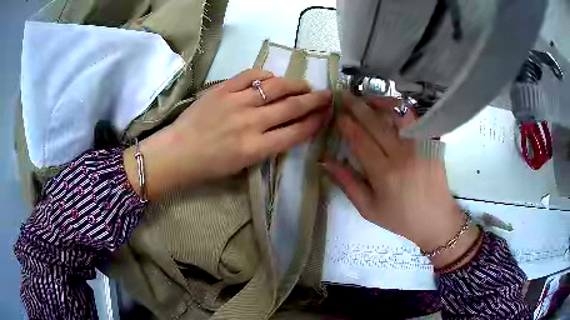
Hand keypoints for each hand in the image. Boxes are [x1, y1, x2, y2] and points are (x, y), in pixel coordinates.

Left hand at [125, 69, 331, 198]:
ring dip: (295, 85)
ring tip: (304, 85)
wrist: (177, 153)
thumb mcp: (243, 165)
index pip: (295, 132)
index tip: (326, 115)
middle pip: (292, 107)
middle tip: (328, 95)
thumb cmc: (210, 166)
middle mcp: (251, 123)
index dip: (315, 122)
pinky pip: (251, 75)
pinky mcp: (223, 89)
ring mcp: (236, 103)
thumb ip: (267, 145)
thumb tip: (287, 126)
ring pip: (275, 87)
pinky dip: (266, 75)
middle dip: (315, 100)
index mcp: (256, 148)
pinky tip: (272, 78)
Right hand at [322, 92, 478, 267]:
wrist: (436, 219)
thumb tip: (326, 162)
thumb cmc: (400, 218)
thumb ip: (347, 183)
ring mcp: (419, 146)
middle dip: (357, 106)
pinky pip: (415, 119)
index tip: (337, 114)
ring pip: (397, 114)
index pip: (360, 140)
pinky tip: (391, 106)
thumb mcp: (368, 208)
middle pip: (376, 123)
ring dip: (379, 102)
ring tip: (366, 97)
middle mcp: (402, 155)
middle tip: (344, 94)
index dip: (346, 124)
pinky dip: (401, 109)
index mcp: (384, 173)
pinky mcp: (431, 143)